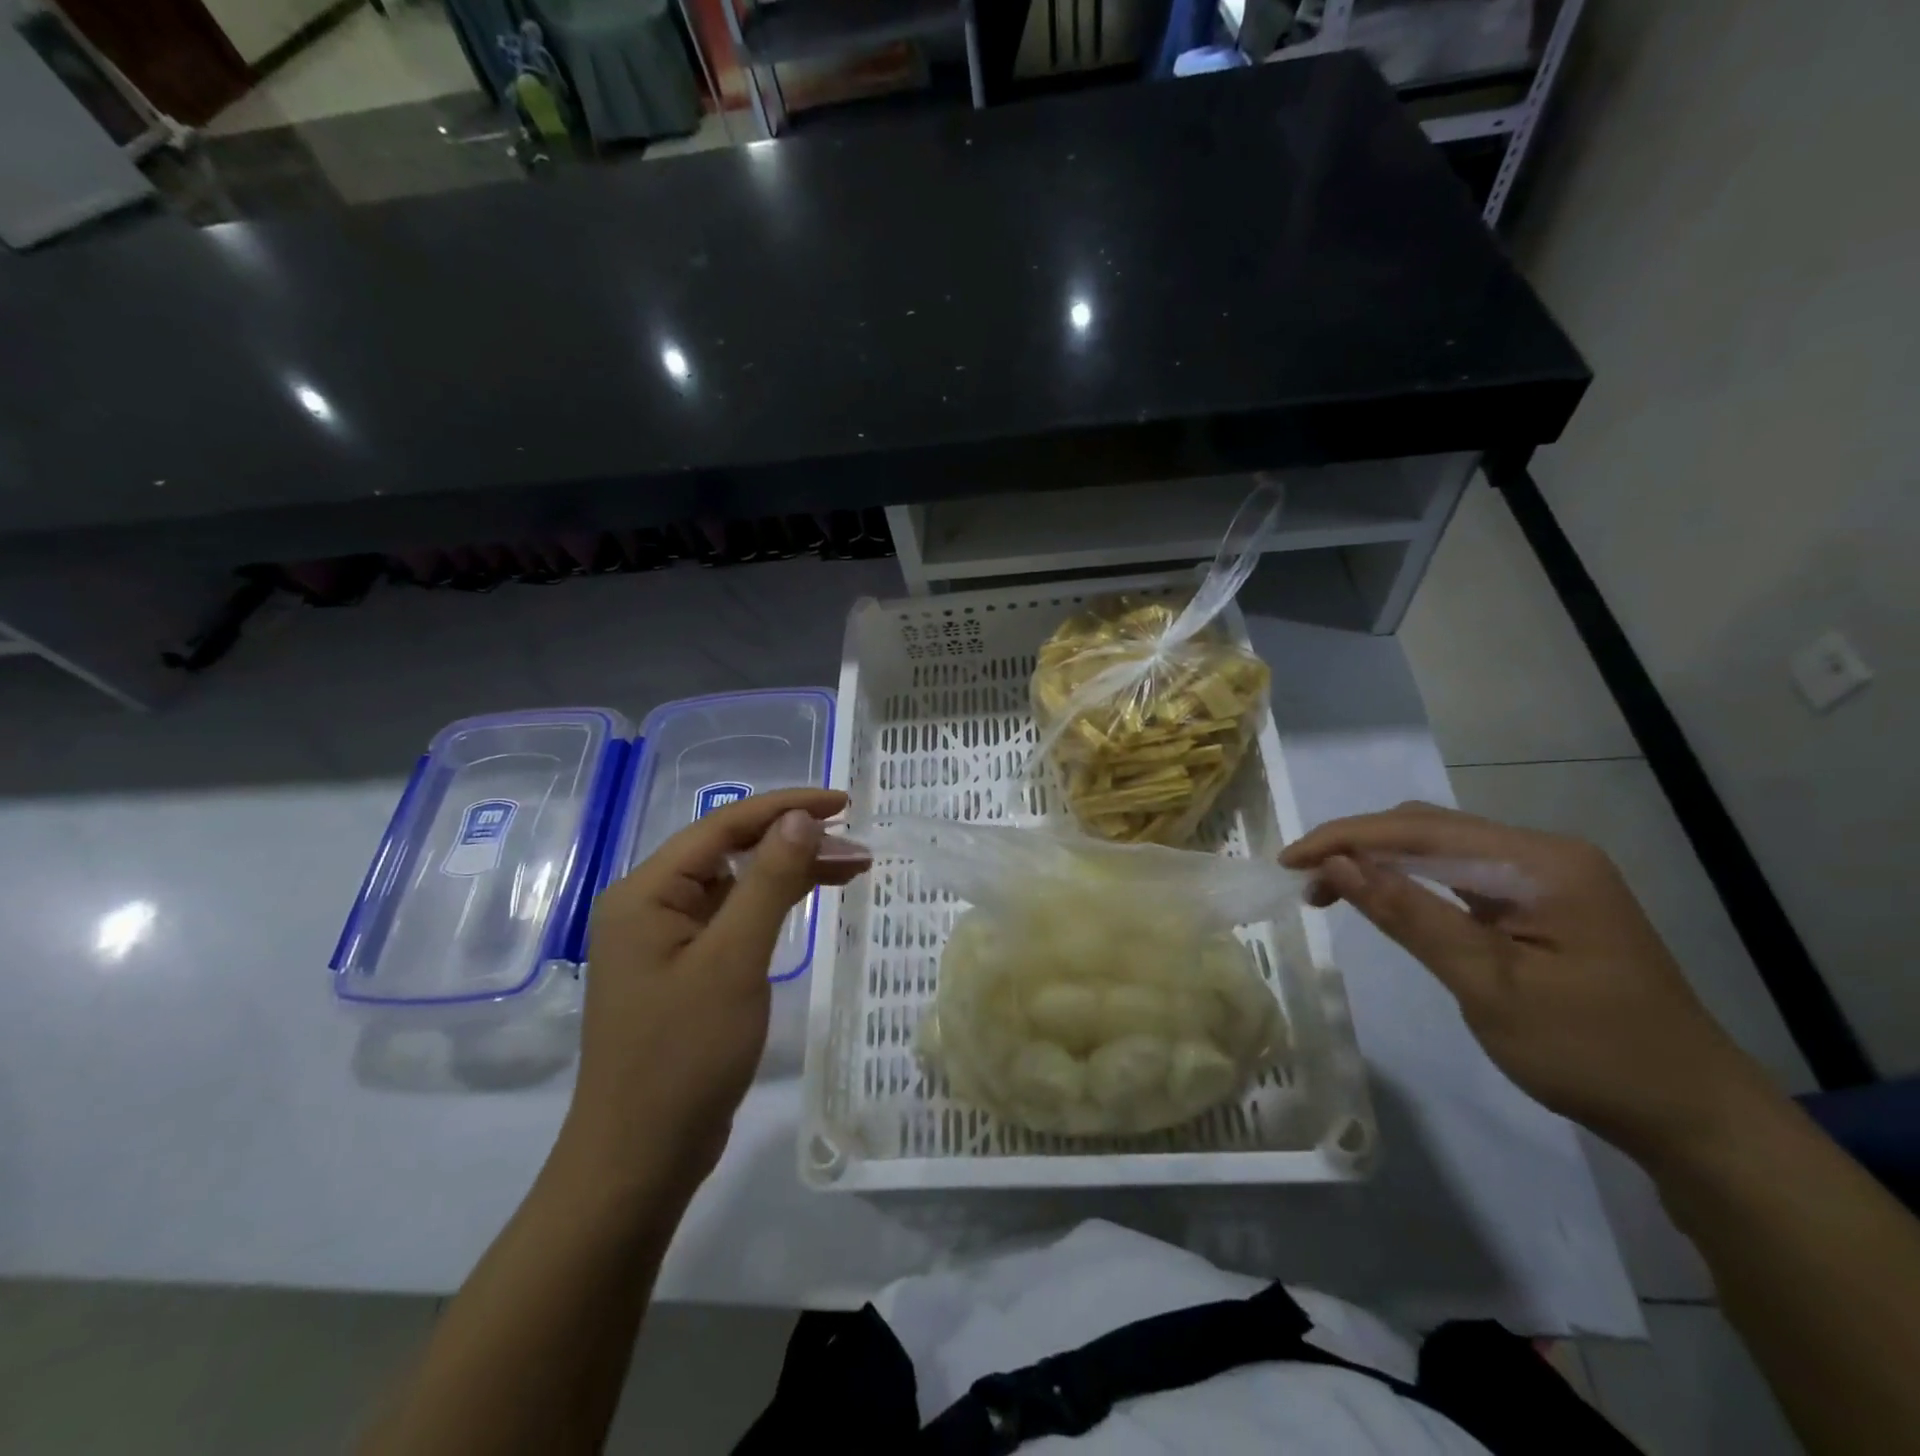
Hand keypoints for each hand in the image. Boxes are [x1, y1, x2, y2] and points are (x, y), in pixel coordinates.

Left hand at [564, 788, 865, 1190]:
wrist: (640, 1160)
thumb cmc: (684, 1055)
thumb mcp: (734, 960)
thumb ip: (769, 881)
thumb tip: (801, 817)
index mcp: (646, 892)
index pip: (723, 826)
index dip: (785, 807)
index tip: (843, 803)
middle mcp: (649, 906)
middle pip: (729, 851)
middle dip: (793, 841)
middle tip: (857, 846)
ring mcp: (665, 940)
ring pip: (735, 885)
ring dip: (788, 872)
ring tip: (851, 868)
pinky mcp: (683, 970)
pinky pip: (732, 919)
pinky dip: (771, 906)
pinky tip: (806, 902)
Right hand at [1281, 802, 1779, 1164]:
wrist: (1695, 1117)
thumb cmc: (1591, 1054)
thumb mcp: (1488, 985)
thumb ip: (1409, 915)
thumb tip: (1336, 864)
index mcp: (1540, 862)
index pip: (1419, 829)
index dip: (1344, 838)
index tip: (1287, 861)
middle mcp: (1543, 853)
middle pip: (1427, 828)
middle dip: (1357, 846)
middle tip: (1304, 882)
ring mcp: (1546, 877)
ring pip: (1440, 848)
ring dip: (1380, 862)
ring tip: (1328, 890)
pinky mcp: (1541, 903)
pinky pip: (1460, 875)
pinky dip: (1411, 882)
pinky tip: (1384, 899)